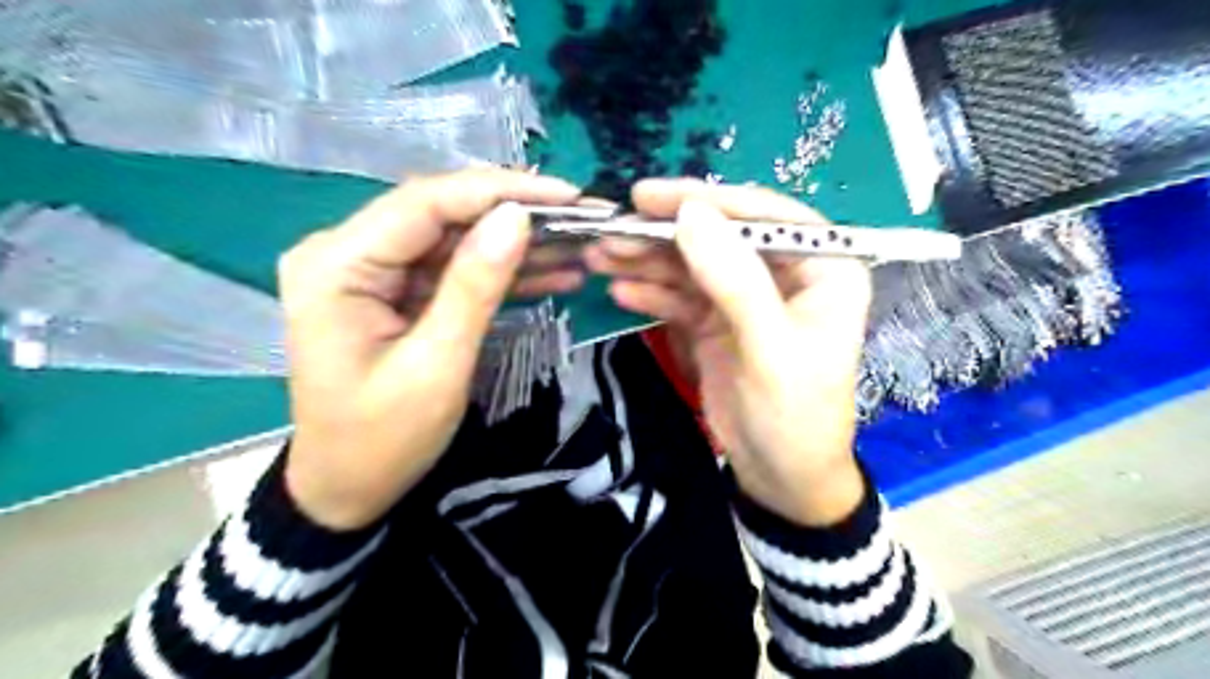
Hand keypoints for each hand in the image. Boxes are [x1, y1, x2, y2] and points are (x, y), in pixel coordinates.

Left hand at [279, 167, 580, 531]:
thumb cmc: (382, 439)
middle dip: (513, 215)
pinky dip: (499, 273)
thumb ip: (474, 286)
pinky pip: (453, 270)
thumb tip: (517, 217)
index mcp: (338, 264)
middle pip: (441, 214)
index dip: (499, 191)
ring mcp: (371, 272)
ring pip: (454, 240)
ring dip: (514, 244)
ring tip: (576, 245)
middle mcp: (346, 252)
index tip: (565, 195)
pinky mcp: (395, 292)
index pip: (425, 202)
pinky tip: (550, 273)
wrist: (347, 489)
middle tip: (579, 219)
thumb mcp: (437, 365)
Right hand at [584, 179, 868, 524]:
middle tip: (610, 229)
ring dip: (647, 260)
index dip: (707, 200)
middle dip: (664, 234)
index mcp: (823, 267)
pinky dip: (651, 292)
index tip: (649, 196)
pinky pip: (680, 297)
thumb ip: (734, 279)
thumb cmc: (794, 416)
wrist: (780, 479)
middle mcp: (784, 273)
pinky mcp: (717, 322)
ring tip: (600, 255)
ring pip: (693, 265)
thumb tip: (690, 213)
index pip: (764, 215)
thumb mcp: (770, 348)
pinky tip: (619, 290)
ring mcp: (745, 297)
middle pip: (720, 237)